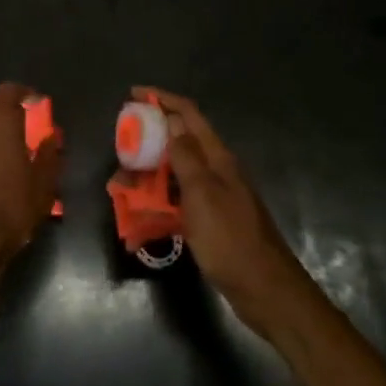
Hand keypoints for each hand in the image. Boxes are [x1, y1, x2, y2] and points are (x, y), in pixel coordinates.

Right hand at [134, 87, 316, 337]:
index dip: (163, 99)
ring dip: (148, 176)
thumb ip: (186, 156)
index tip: (133, 94)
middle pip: (179, 143)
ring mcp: (215, 197)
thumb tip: (173, 119)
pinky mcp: (211, 221)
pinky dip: (158, 205)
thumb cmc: (230, 240)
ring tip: (121, 187)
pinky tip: (140, 220)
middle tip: (121, 148)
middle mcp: (217, 171)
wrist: (265, 290)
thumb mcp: (202, 194)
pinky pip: (178, 203)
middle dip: (149, 141)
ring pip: (175, 175)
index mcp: (218, 158)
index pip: (189, 115)